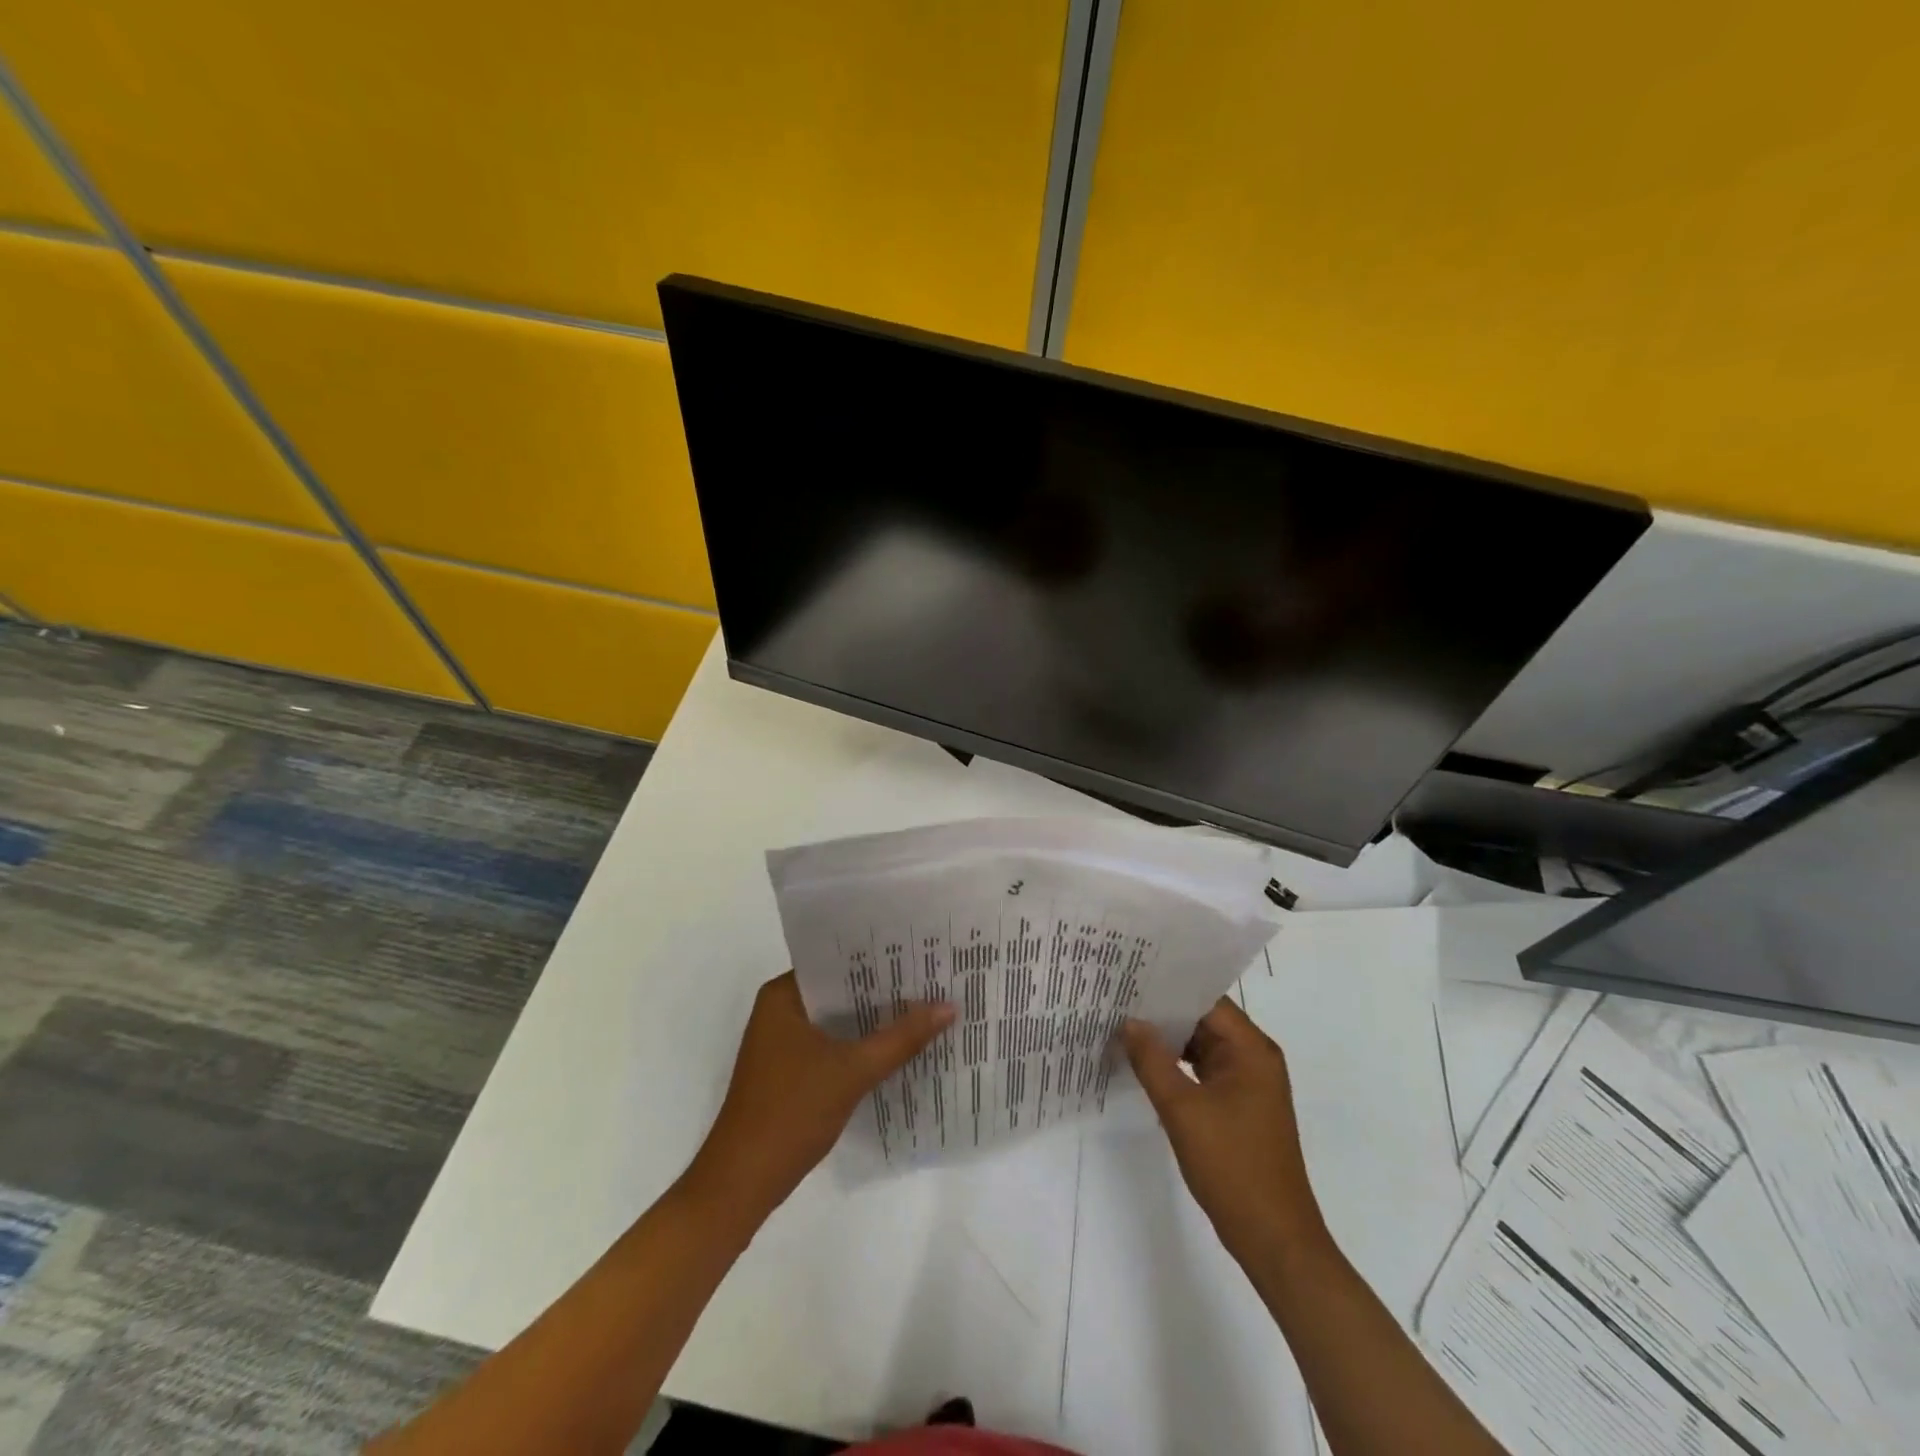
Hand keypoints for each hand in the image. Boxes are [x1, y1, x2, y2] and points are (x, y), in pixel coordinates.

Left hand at [682, 972, 953, 1232]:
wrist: (741, 1185)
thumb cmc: (790, 1112)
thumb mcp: (853, 1071)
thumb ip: (901, 1038)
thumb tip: (949, 1006)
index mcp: (782, 996)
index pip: (837, 962)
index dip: (879, 958)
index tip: (920, 953)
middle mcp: (779, 1011)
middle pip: (840, 992)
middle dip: (883, 991)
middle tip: (933, 979)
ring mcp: (782, 1044)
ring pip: (838, 1021)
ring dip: (873, 1021)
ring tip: (925, 1008)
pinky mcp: (790, 1073)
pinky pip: (832, 1046)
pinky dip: (860, 1047)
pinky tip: (898, 1049)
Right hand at [1122, 999, 1329, 1268]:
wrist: (1275, 1239)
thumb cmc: (1233, 1166)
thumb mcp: (1182, 1110)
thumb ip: (1152, 1061)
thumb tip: (1129, 1022)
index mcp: (1251, 1050)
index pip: (1206, 1000)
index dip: (1169, 987)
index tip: (1131, 978)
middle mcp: (1254, 1059)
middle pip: (1204, 1020)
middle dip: (1163, 1012)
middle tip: (1118, 999)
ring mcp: (1248, 1085)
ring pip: (1202, 1047)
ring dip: (1168, 1041)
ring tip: (1124, 1026)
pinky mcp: (1239, 1107)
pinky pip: (1204, 1072)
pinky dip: (1177, 1066)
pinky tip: (1145, 1065)